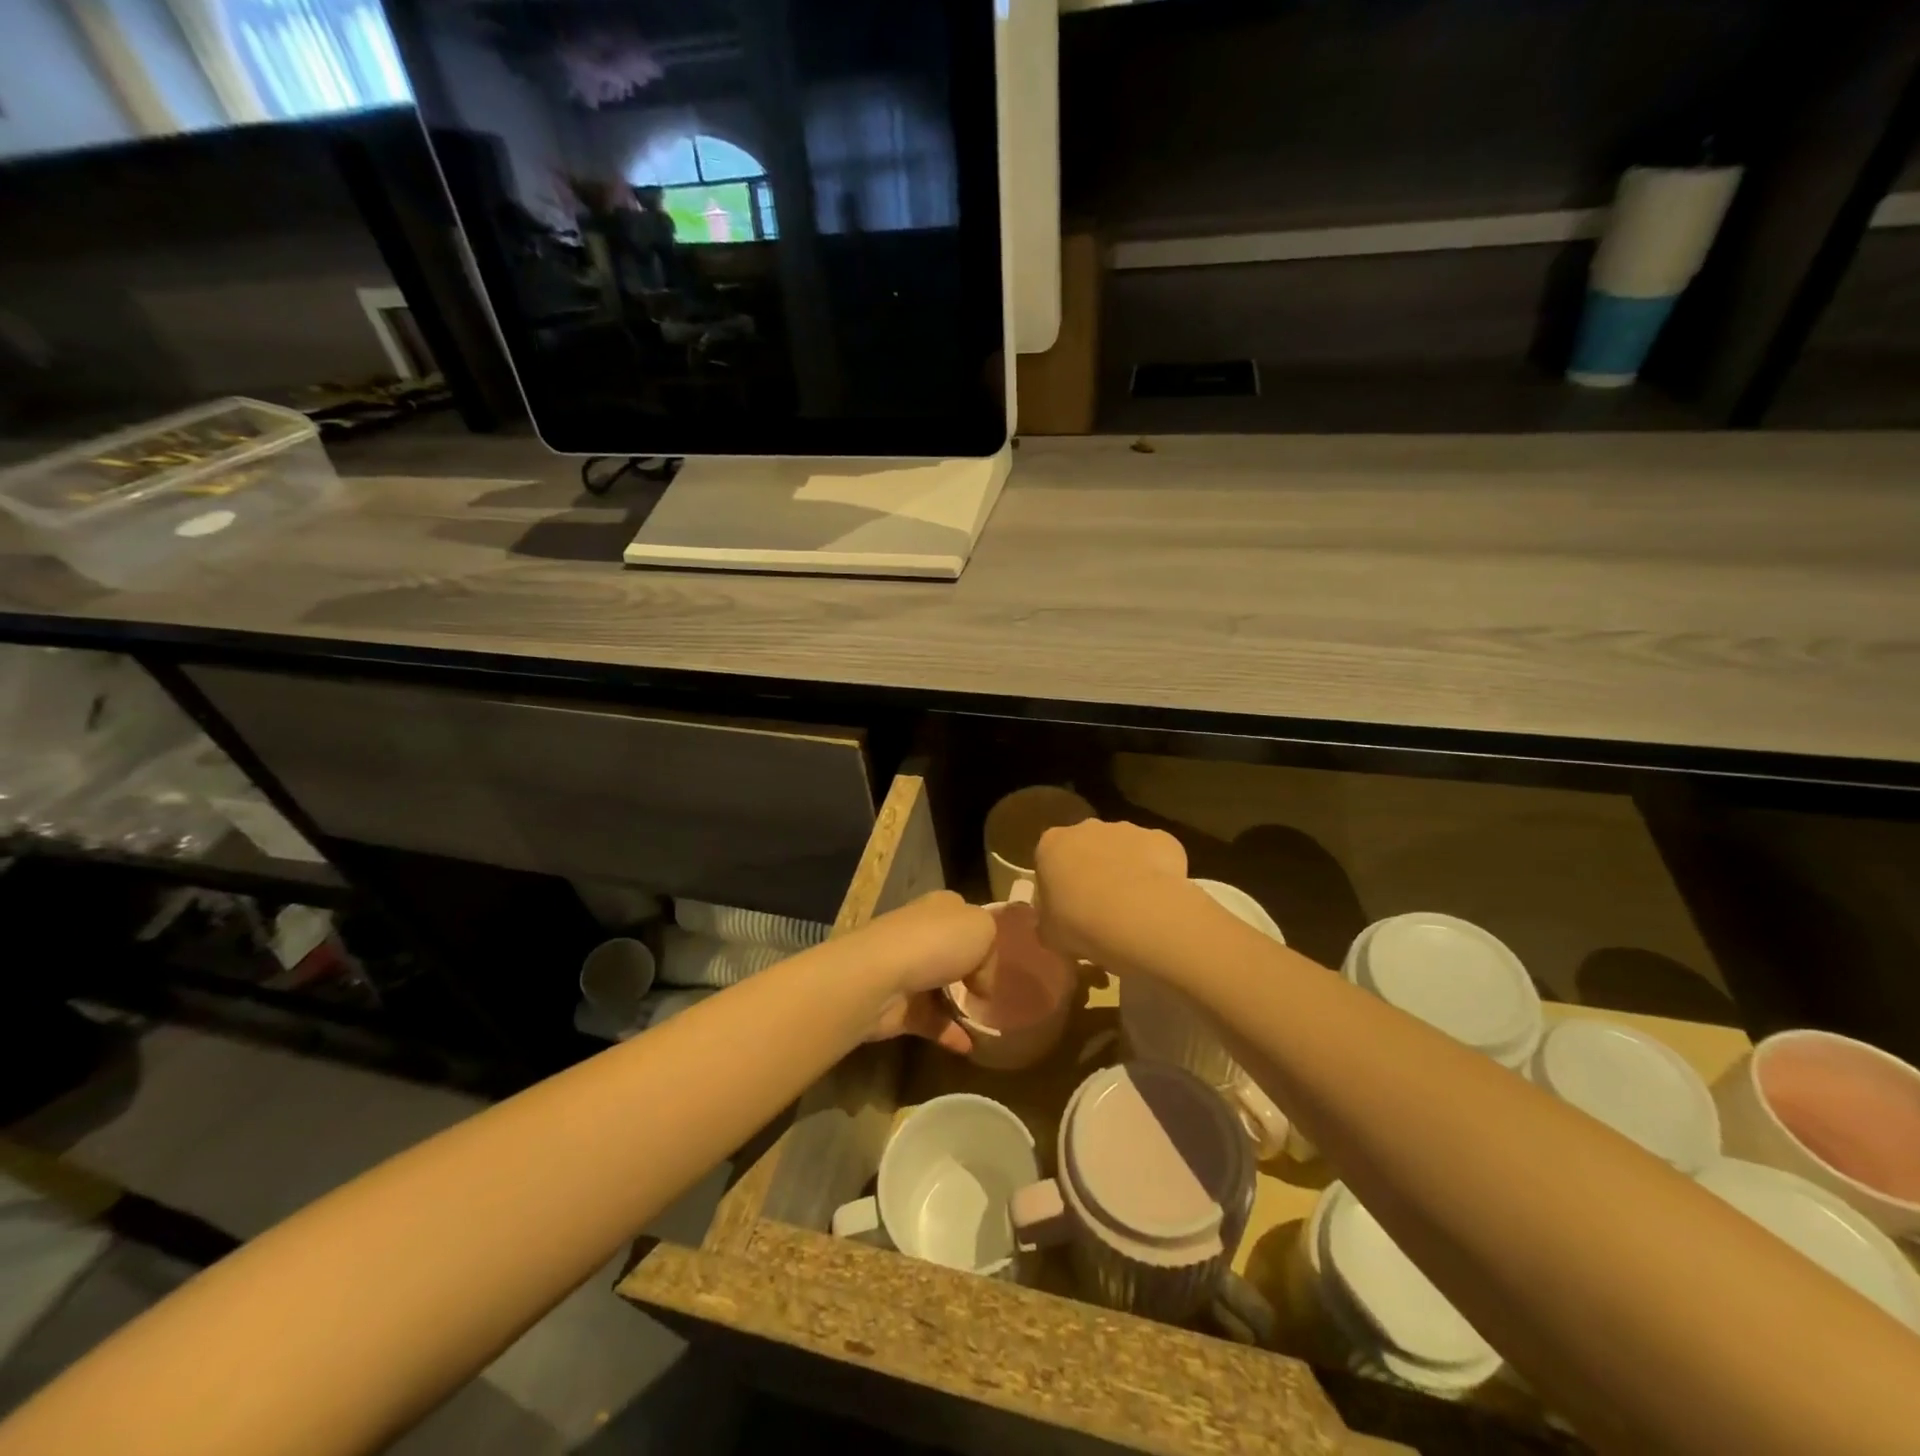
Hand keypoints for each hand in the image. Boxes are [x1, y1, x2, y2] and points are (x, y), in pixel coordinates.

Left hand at [849, 891, 993, 1054]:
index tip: (1003, 961)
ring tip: (988, 1023)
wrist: (880, 976)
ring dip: (960, 1006)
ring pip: (940, 987)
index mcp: (940, 908)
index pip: (965, 917)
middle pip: (952, 952)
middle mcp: (922, 934)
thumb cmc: (936, 941)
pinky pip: (930, 1021)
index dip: (984, 937)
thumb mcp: (983, 928)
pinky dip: (949, 1034)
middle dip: (971, 971)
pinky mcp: (899, 1006)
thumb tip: (979, 981)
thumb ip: (991, 950)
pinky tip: (969, 1046)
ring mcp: (907, 970)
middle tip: (995, 993)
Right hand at [1033, 819, 1186, 965]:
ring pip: (1124, 849)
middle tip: (1100, 910)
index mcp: (1051, 845)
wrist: (1137, 917)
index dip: (1058, 885)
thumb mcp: (1049, 934)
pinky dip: (1158, 874)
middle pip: (1088, 847)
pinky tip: (1160, 902)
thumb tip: (1054, 923)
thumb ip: (1049, 922)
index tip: (1067, 910)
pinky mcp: (1161, 838)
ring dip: (1126, 870)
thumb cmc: (1079, 924)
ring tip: (1134, 910)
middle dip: (1093, 871)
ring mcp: (1127, 829)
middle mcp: (1087, 828)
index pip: (1049, 859)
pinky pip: (1158, 855)